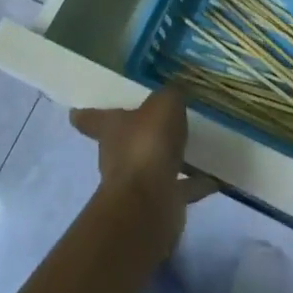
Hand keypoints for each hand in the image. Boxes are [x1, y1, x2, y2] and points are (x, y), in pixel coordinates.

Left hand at [70, 89, 216, 263]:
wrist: (149, 201)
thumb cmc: (147, 144)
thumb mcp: (163, 105)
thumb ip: (170, 95)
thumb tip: (174, 91)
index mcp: (110, 128)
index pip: (91, 118)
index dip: (86, 114)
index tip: (76, 112)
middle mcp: (118, 155)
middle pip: (124, 141)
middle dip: (138, 133)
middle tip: (160, 121)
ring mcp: (137, 182)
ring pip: (153, 164)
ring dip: (170, 159)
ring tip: (196, 147)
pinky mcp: (159, 202)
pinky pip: (180, 187)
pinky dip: (195, 183)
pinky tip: (215, 177)